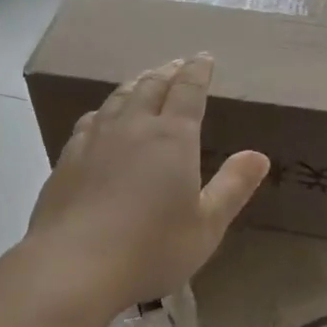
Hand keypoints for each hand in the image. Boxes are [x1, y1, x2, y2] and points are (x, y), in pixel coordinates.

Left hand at [28, 54, 269, 312]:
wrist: (72, 268)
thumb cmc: (150, 249)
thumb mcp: (206, 226)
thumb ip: (233, 187)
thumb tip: (259, 156)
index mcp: (172, 137)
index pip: (188, 90)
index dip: (198, 71)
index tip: (204, 58)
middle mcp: (134, 126)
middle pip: (151, 86)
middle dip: (168, 72)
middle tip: (177, 64)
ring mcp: (96, 139)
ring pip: (119, 98)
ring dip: (136, 84)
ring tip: (144, 80)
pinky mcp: (67, 159)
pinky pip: (91, 120)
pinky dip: (105, 110)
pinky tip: (102, 117)